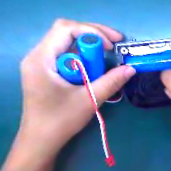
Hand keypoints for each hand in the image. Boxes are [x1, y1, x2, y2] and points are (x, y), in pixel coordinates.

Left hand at [15, 18, 134, 161]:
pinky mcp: (50, 72)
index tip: (112, 46)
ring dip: (91, 48)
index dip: (92, 32)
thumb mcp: (90, 99)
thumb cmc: (61, 120)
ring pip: (70, 44)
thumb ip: (111, 82)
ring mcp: (44, 64)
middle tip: (115, 44)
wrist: (42, 140)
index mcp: (42, 59)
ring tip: (109, 56)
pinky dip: (86, 58)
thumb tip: (131, 69)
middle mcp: (40, 56)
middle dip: (94, 35)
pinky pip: (70, 56)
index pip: (66, 29)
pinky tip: (96, 68)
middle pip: (67, 32)